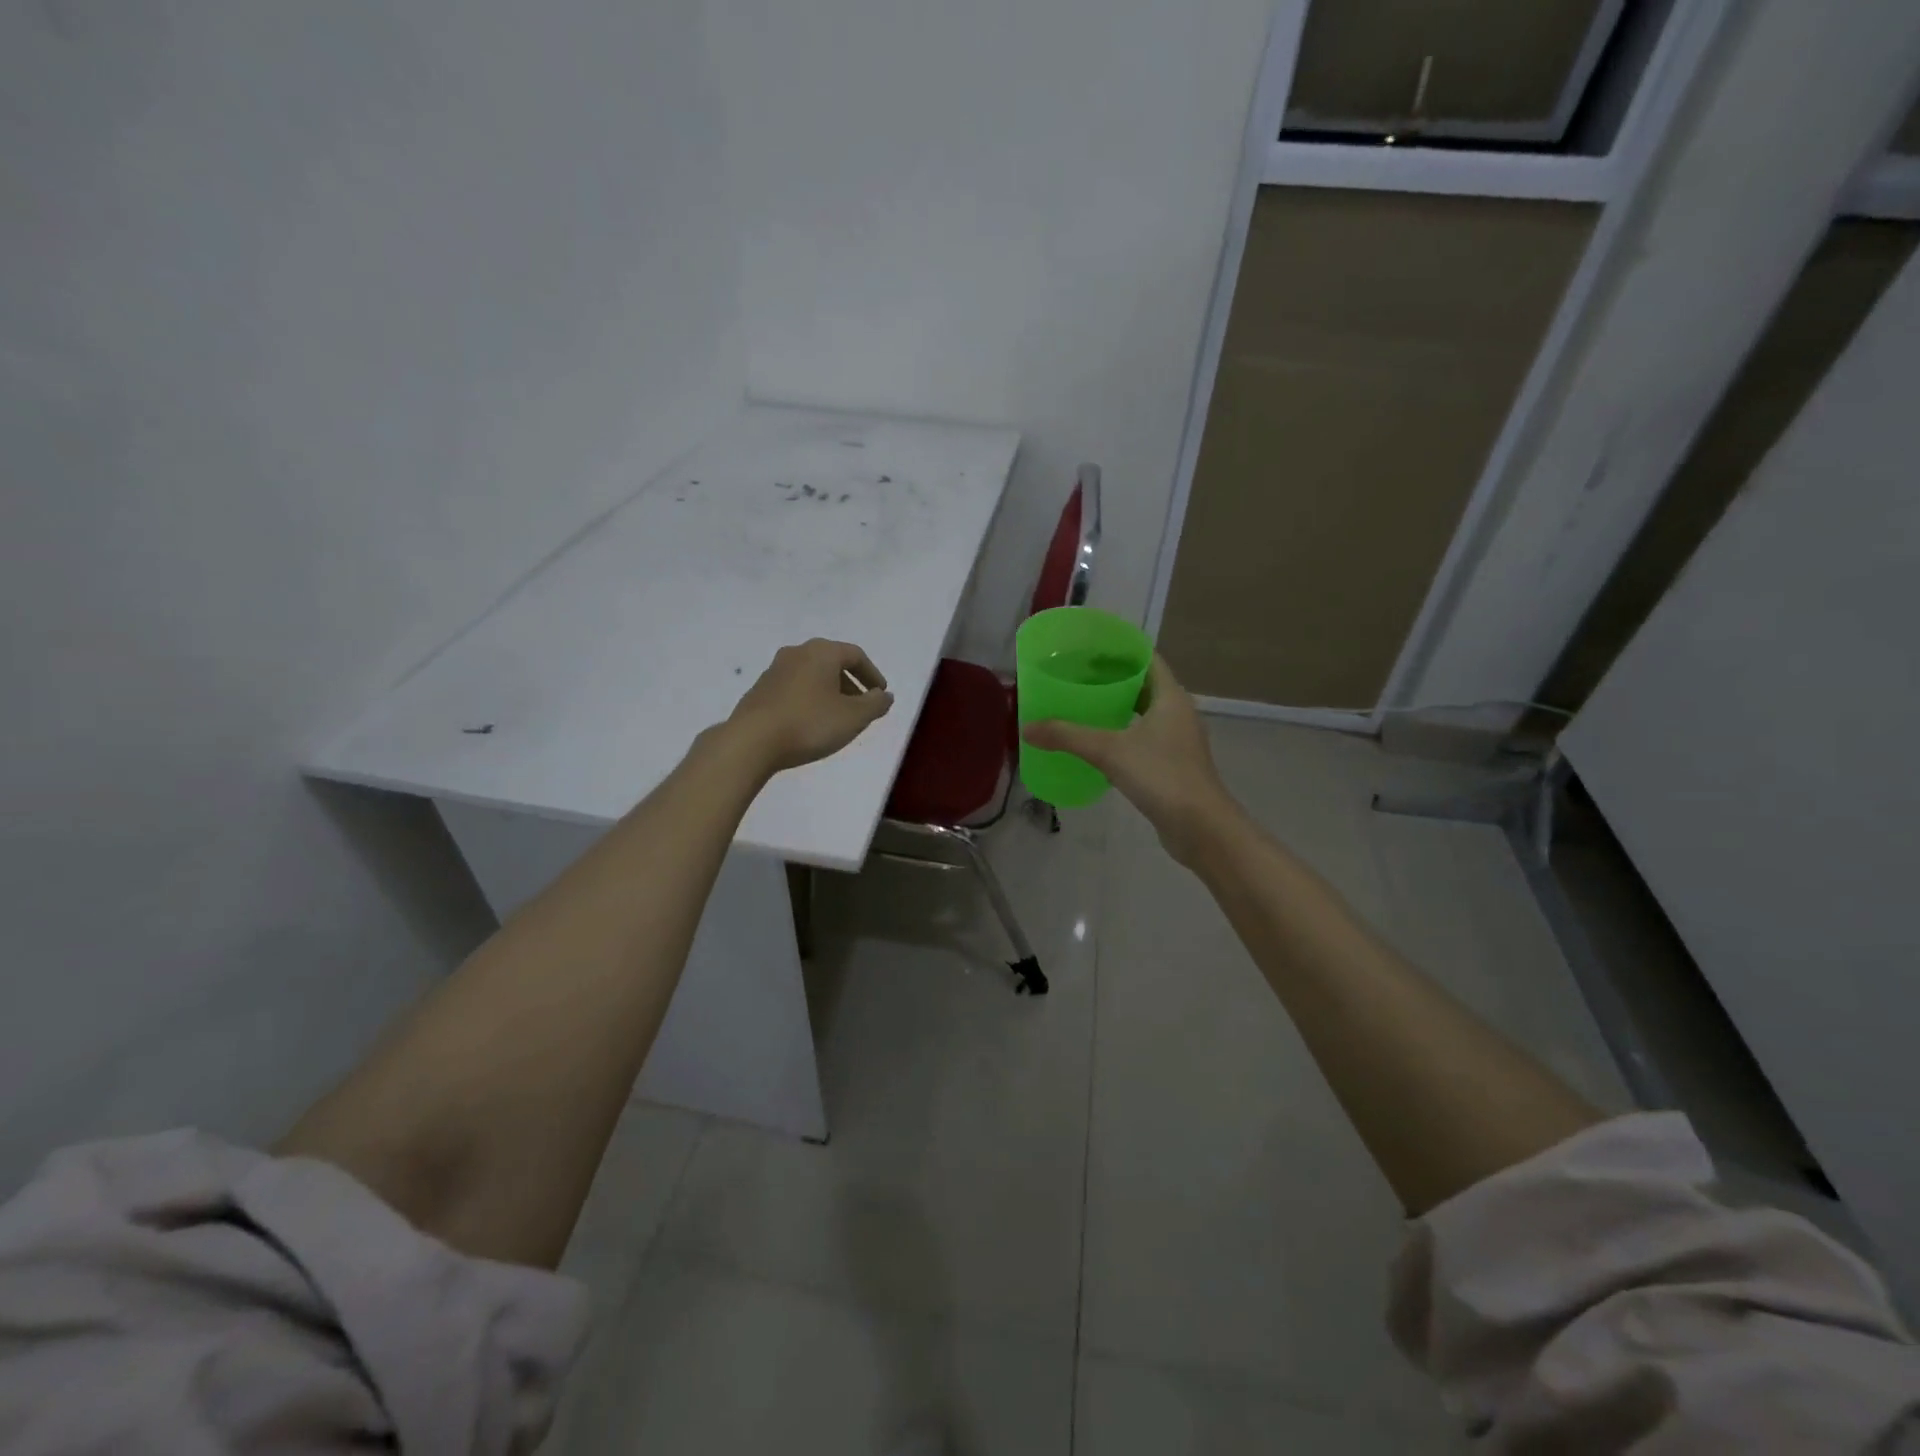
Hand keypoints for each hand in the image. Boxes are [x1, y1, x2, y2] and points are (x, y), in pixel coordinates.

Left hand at [725, 639, 894, 774]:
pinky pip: (795, 688)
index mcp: (822, 652)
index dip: (872, 675)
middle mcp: (797, 653)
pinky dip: (810, 699)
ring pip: (812, 676)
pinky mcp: (760, 690)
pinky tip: (811, 722)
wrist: (751, 741)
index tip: (880, 694)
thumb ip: (875, 704)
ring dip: (830, 692)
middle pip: (832, 663)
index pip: (856, 655)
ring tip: (838, 717)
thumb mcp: (853, 717)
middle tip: (862, 706)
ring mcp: (774, 670)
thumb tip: (885, 696)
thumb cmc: (809, 723)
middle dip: (851, 683)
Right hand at [1023, 654, 1237, 863]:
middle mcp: (1179, 713)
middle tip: (1078, 677)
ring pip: (1145, 714)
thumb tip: (1027, 728)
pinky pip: (1145, 739)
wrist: (1201, 827)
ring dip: (1118, 708)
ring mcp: (1179, 740)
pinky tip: (1098, 744)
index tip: (1090, 649)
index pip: (1147, 659)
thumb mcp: (1109, 751)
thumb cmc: (1161, 775)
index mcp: (1171, 697)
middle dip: (1113, 679)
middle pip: (1144, 685)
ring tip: (1083, 706)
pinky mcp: (1174, 765)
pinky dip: (1123, 734)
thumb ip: (1068, 736)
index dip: (1120, 651)